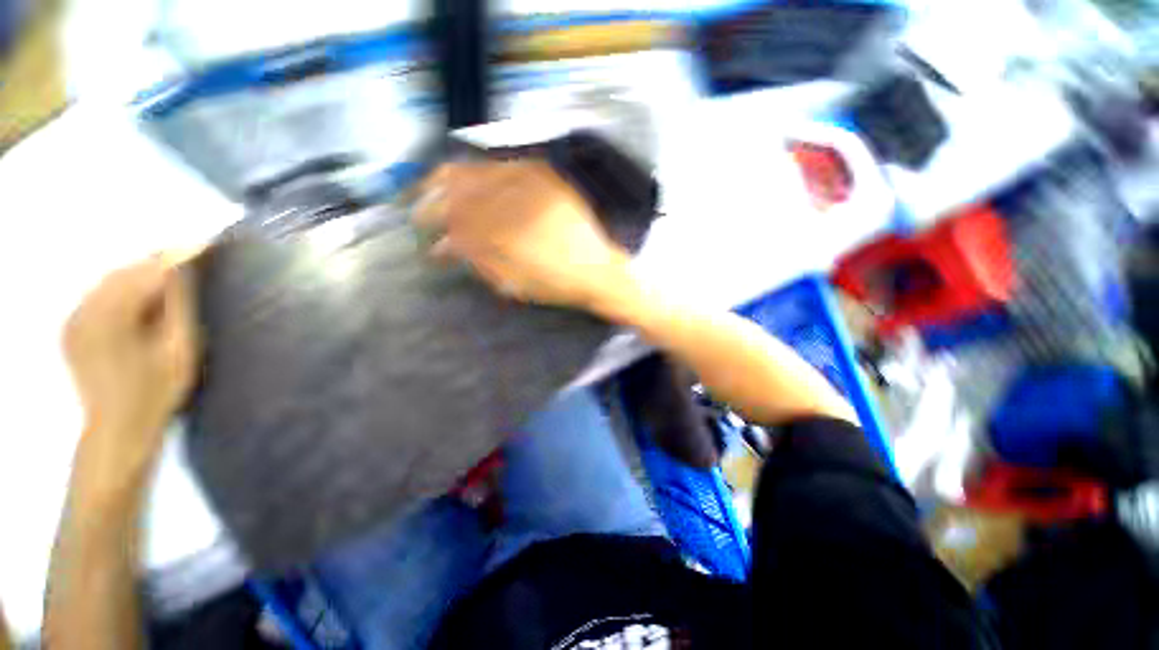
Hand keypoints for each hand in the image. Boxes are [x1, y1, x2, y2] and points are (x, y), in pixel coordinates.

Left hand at [63, 258, 200, 456]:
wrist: (117, 430)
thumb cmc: (157, 393)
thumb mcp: (179, 349)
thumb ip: (178, 306)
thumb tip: (184, 271)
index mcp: (112, 317)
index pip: (149, 273)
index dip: (178, 256)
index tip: (206, 244)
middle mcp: (86, 311)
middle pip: (126, 272)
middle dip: (158, 262)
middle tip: (190, 256)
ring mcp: (73, 320)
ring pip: (110, 281)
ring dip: (140, 273)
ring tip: (169, 272)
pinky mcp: (70, 328)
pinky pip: (98, 295)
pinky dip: (122, 288)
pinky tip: (140, 293)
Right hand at [415, 160, 633, 310]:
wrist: (597, 270)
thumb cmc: (555, 285)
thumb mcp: (514, 282)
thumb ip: (478, 259)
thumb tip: (445, 246)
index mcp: (506, 236)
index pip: (458, 223)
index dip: (437, 227)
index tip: (428, 236)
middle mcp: (516, 205)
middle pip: (462, 193)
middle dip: (434, 200)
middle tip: (418, 209)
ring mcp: (533, 186)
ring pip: (479, 173)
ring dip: (451, 179)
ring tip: (435, 185)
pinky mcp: (547, 178)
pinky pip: (506, 165)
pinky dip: (481, 170)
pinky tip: (470, 174)